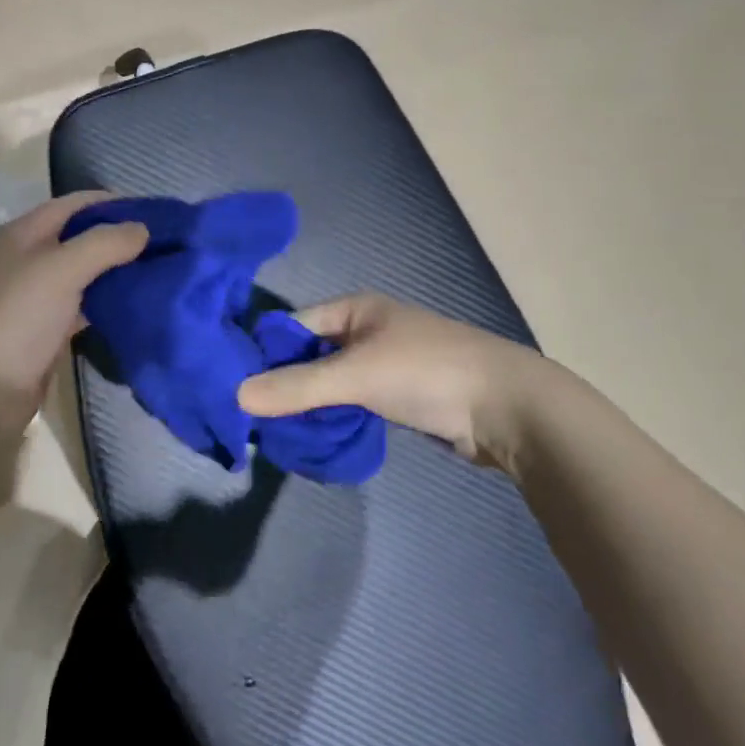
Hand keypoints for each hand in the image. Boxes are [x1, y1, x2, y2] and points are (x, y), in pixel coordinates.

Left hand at [0, 191, 148, 425]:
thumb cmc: (16, 317)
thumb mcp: (61, 269)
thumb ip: (104, 243)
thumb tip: (143, 228)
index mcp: (24, 233)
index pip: (75, 204)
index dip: (113, 203)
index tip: (158, 214)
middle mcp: (28, 259)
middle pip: (80, 237)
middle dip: (119, 238)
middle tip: (165, 247)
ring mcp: (35, 298)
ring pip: (83, 274)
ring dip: (115, 272)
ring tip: (159, 273)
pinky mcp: (44, 332)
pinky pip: (81, 307)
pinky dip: (106, 304)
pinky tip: (134, 307)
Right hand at [237, 292, 553, 471]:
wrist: (509, 408)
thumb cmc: (428, 372)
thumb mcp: (356, 375)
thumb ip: (297, 387)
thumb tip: (236, 396)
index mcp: (354, 308)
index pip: (293, 326)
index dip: (264, 353)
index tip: (234, 385)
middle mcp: (365, 329)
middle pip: (309, 355)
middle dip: (284, 383)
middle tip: (251, 417)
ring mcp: (383, 363)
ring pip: (330, 382)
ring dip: (308, 404)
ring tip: (275, 432)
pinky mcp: (398, 395)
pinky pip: (351, 402)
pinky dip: (333, 417)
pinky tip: (313, 437)